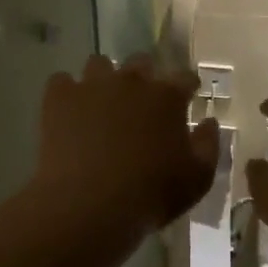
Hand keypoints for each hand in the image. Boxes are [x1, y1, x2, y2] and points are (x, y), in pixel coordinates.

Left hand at [35, 53, 218, 234]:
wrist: (90, 204)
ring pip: (99, 64)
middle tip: (141, 101)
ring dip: (103, 79)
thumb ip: (208, 145)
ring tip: (101, 103)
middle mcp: (132, 81)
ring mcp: (93, 85)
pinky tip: (68, 112)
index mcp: (168, 96)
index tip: (188, 95)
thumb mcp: (197, 178)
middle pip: (141, 62)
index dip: (187, 85)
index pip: (185, 77)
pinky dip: (66, 93)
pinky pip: (61, 81)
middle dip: (144, 76)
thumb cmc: (151, 194)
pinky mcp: (60, 98)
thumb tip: (208, 122)